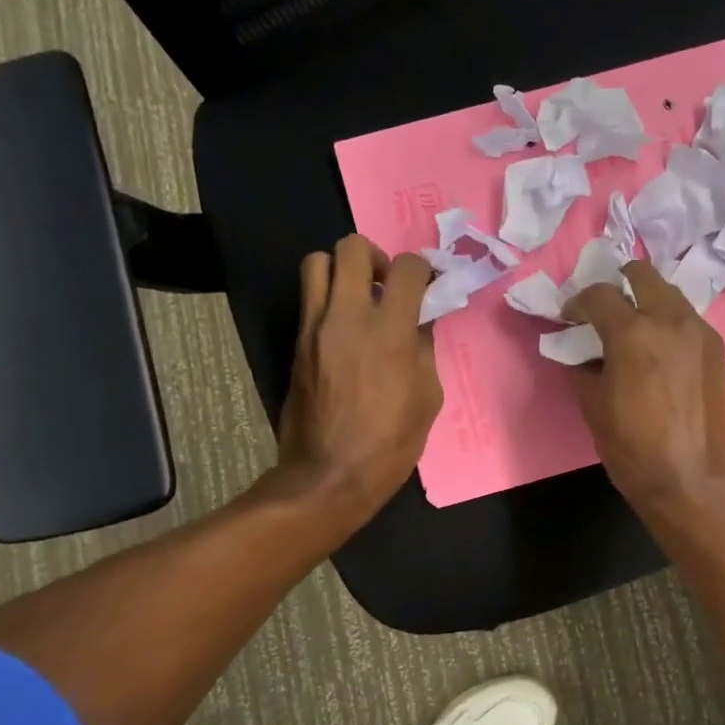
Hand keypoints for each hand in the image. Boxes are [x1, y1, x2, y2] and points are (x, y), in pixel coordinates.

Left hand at [277, 235, 441, 528]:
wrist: (328, 476)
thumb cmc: (390, 443)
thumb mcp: (428, 397)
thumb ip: (424, 349)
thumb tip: (419, 322)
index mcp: (390, 331)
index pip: (408, 268)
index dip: (423, 269)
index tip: (428, 285)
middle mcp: (348, 316)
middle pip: (352, 248)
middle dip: (376, 257)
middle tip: (387, 285)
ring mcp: (315, 327)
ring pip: (317, 263)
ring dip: (342, 270)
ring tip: (359, 298)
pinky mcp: (295, 343)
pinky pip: (309, 299)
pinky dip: (328, 299)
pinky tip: (344, 330)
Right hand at [564, 261, 724, 518]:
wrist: (690, 480)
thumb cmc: (632, 447)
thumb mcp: (592, 405)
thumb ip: (583, 365)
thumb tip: (581, 350)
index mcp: (633, 332)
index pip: (599, 294)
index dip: (577, 302)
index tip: (570, 318)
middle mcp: (670, 320)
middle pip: (642, 274)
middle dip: (618, 284)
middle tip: (606, 311)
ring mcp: (699, 331)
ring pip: (669, 294)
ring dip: (647, 302)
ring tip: (634, 330)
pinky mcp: (717, 349)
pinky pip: (687, 320)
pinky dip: (668, 323)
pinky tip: (660, 352)